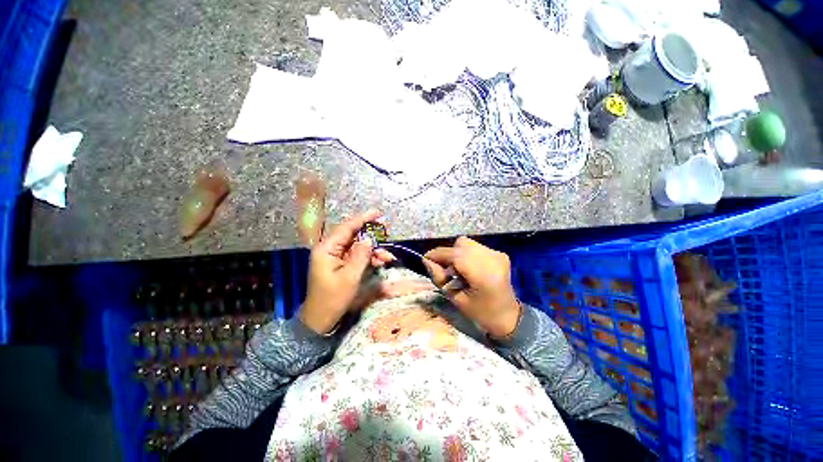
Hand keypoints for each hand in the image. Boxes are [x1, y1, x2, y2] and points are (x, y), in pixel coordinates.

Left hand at [299, 210, 394, 333]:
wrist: (321, 319)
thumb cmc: (333, 298)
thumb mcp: (350, 277)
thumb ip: (361, 255)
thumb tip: (369, 239)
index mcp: (327, 249)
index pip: (346, 227)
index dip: (363, 218)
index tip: (378, 213)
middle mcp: (330, 249)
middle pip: (353, 235)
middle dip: (371, 235)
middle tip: (386, 233)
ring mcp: (335, 257)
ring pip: (358, 246)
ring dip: (373, 250)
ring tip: (387, 257)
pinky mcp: (341, 264)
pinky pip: (357, 255)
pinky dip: (369, 258)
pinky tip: (380, 262)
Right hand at [423, 237, 519, 337]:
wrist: (508, 317)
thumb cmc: (481, 313)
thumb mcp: (456, 299)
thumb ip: (440, 278)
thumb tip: (426, 261)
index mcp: (484, 274)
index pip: (455, 255)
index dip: (438, 254)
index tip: (425, 259)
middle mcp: (492, 258)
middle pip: (460, 244)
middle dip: (447, 254)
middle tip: (444, 270)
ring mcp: (497, 254)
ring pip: (467, 243)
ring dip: (456, 253)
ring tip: (458, 270)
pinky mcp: (498, 253)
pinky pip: (474, 246)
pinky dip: (466, 254)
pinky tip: (468, 268)